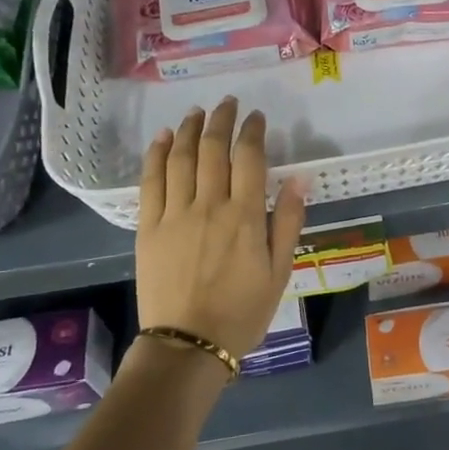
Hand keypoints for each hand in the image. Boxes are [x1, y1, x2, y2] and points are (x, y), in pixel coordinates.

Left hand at [135, 98, 305, 363]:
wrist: (188, 345)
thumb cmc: (242, 311)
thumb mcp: (280, 271)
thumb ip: (288, 221)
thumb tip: (299, 178)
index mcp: (245, 216)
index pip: (249, 158)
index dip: (253, 131)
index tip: (256, 117)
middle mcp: (209, 205)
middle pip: (214, 149)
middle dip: (222, 120)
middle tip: (228, 104)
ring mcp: (175, 214)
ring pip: (182, 158)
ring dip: (191, 130)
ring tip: (198, 112)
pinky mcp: (149, 226)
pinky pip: (151, 181)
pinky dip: (158, 154)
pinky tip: (165, 137)